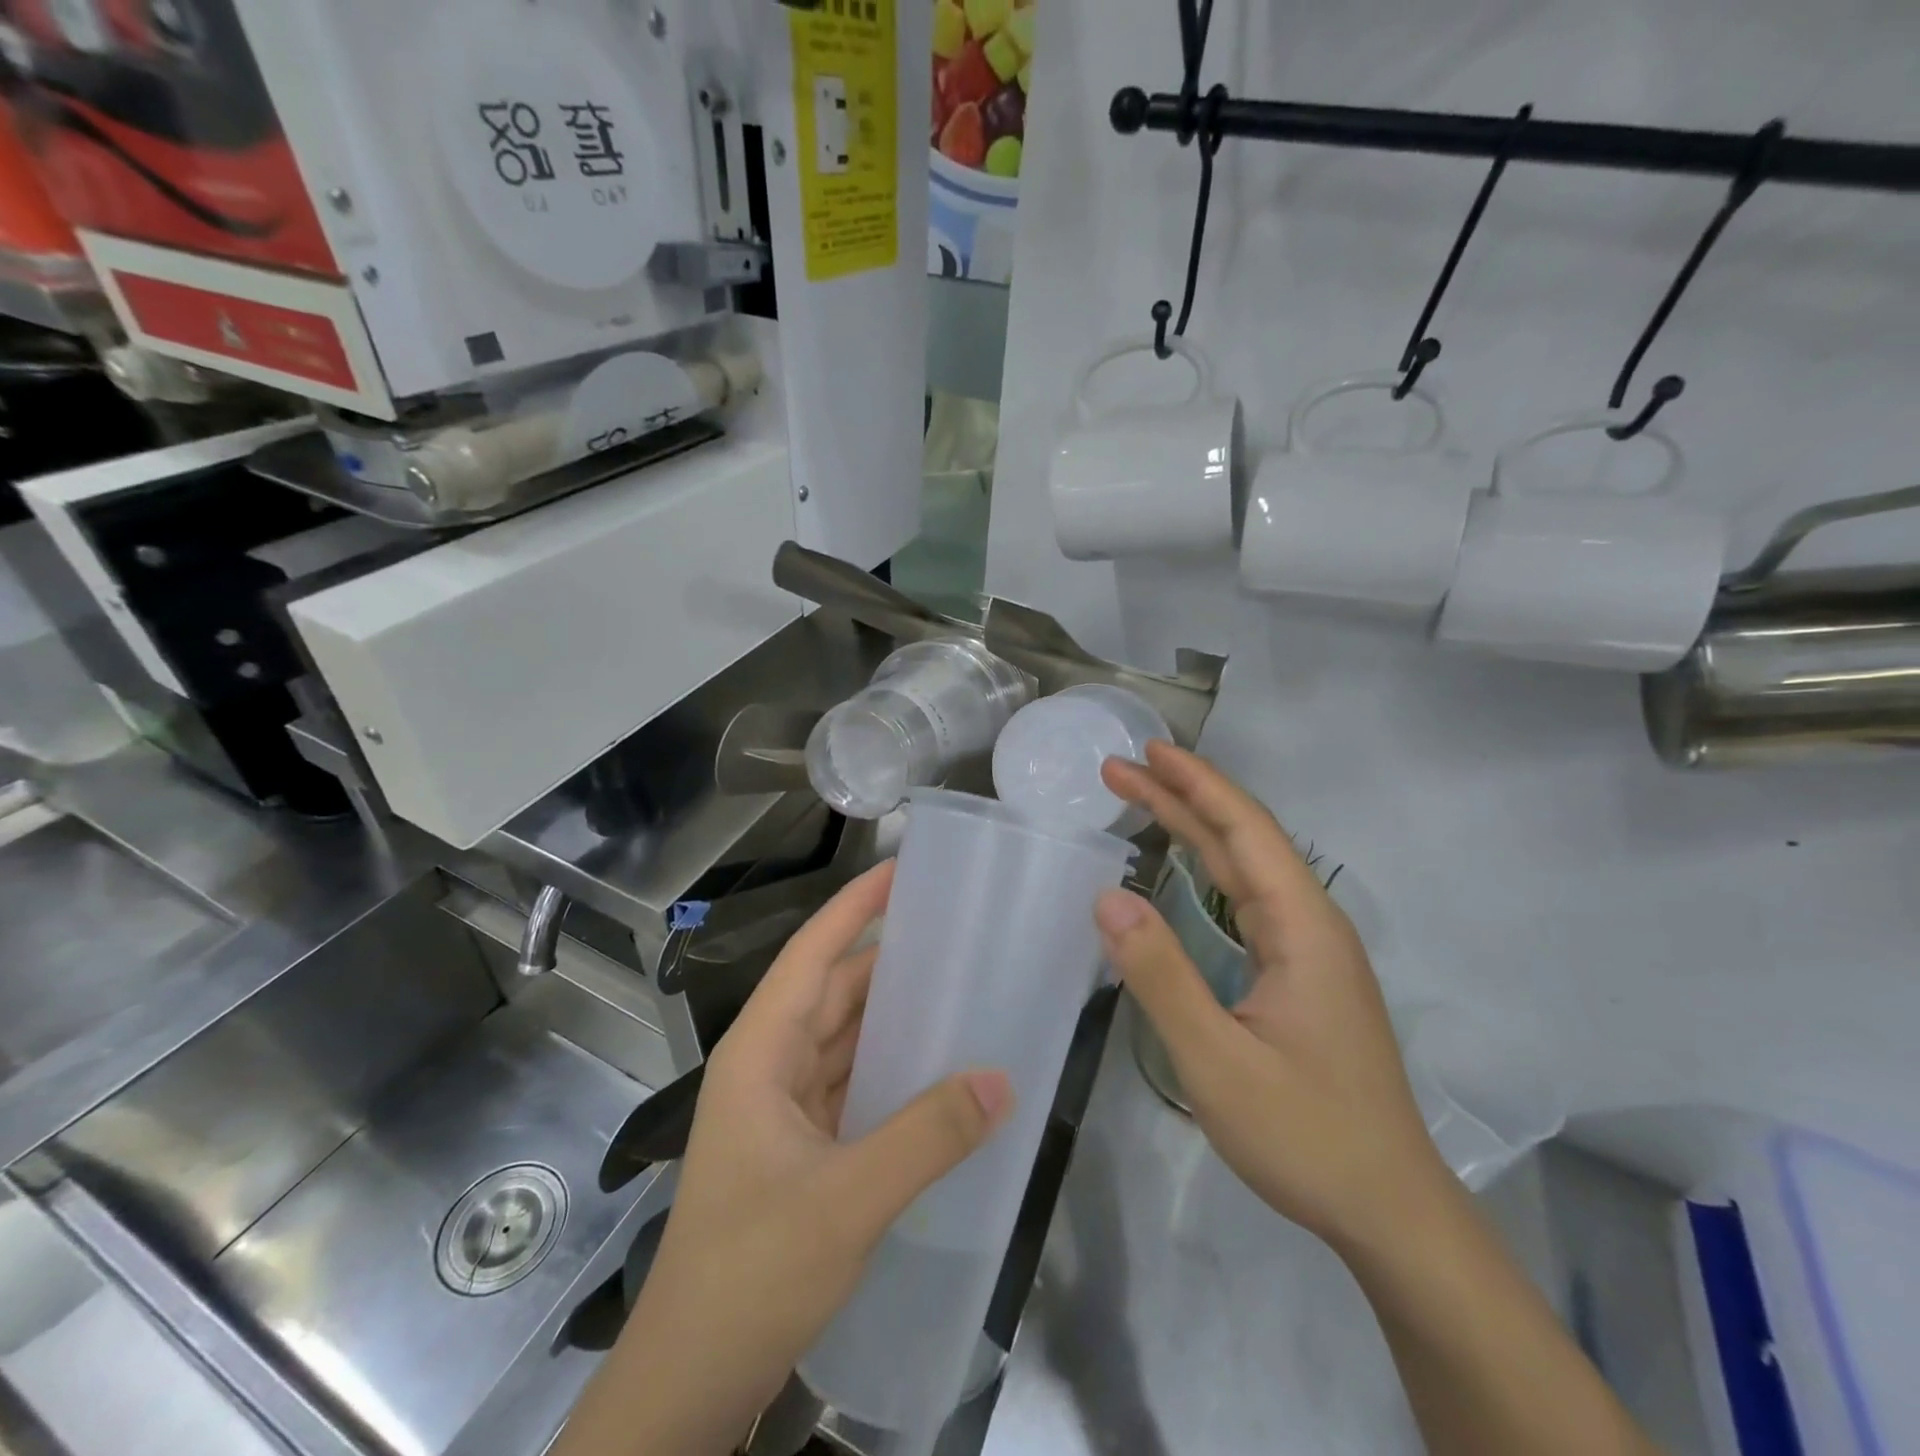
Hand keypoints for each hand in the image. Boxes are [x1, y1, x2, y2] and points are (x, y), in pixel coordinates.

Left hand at [554, 862, 1012, 1455]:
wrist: (692, 1381)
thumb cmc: (750, 1273)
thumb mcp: (845, 1201)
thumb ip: (926, 1137)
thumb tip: (1001, 1079)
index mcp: (760, 1052)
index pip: (811, 954)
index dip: (854, 906)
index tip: (902, 869)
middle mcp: (769, 1065)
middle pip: (832, 989)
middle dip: (887, 954)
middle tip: (954, 927)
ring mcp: (783, 1106)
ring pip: (845, 1035)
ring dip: (892, 1011)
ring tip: (957, 981)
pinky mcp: (801, 1144)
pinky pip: (853, 1080)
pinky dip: (892, 1064)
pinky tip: (936, 1063)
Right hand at [1096, 743, 1452, 1253]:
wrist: (1389, 1210)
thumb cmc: (1306, 1135)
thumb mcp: (1217, 1062)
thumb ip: (1160, 976)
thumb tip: (1108, 897)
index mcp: (1303, 929)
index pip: (1246, 831)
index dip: (1196, 784)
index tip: (1147, 752)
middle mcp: (1312, 925)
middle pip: (1243, 839)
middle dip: (1182, 797)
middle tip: (1121, 769)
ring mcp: (1310, 950)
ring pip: (1246, 868)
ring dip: (1194, 828)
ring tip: (1142, 799)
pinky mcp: (1302, 974)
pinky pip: (1248, 899)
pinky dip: (1208, 867)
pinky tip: (1186, 867)